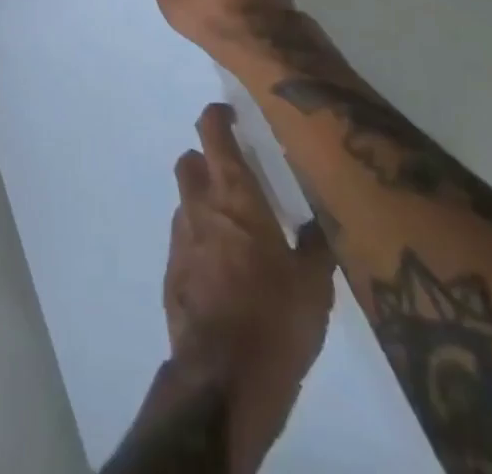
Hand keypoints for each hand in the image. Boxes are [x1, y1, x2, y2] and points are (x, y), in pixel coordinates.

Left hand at [166, 103, 336, 469]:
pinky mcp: (171, 272)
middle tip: (236, 178)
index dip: (216, 116)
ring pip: (186, 202)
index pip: (212, 133)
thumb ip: (316, 246)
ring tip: (237, 234)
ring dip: (204, 205)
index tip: (229, 114)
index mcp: (234, 196)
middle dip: (207, 161)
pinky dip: (200, 243)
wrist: (223, 377)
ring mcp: (180, 238)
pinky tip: (225, 274)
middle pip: (190, 162)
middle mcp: (200, 205)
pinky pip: (184, 242)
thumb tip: (321, 222)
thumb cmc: (275, 319)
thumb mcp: (313, 285)